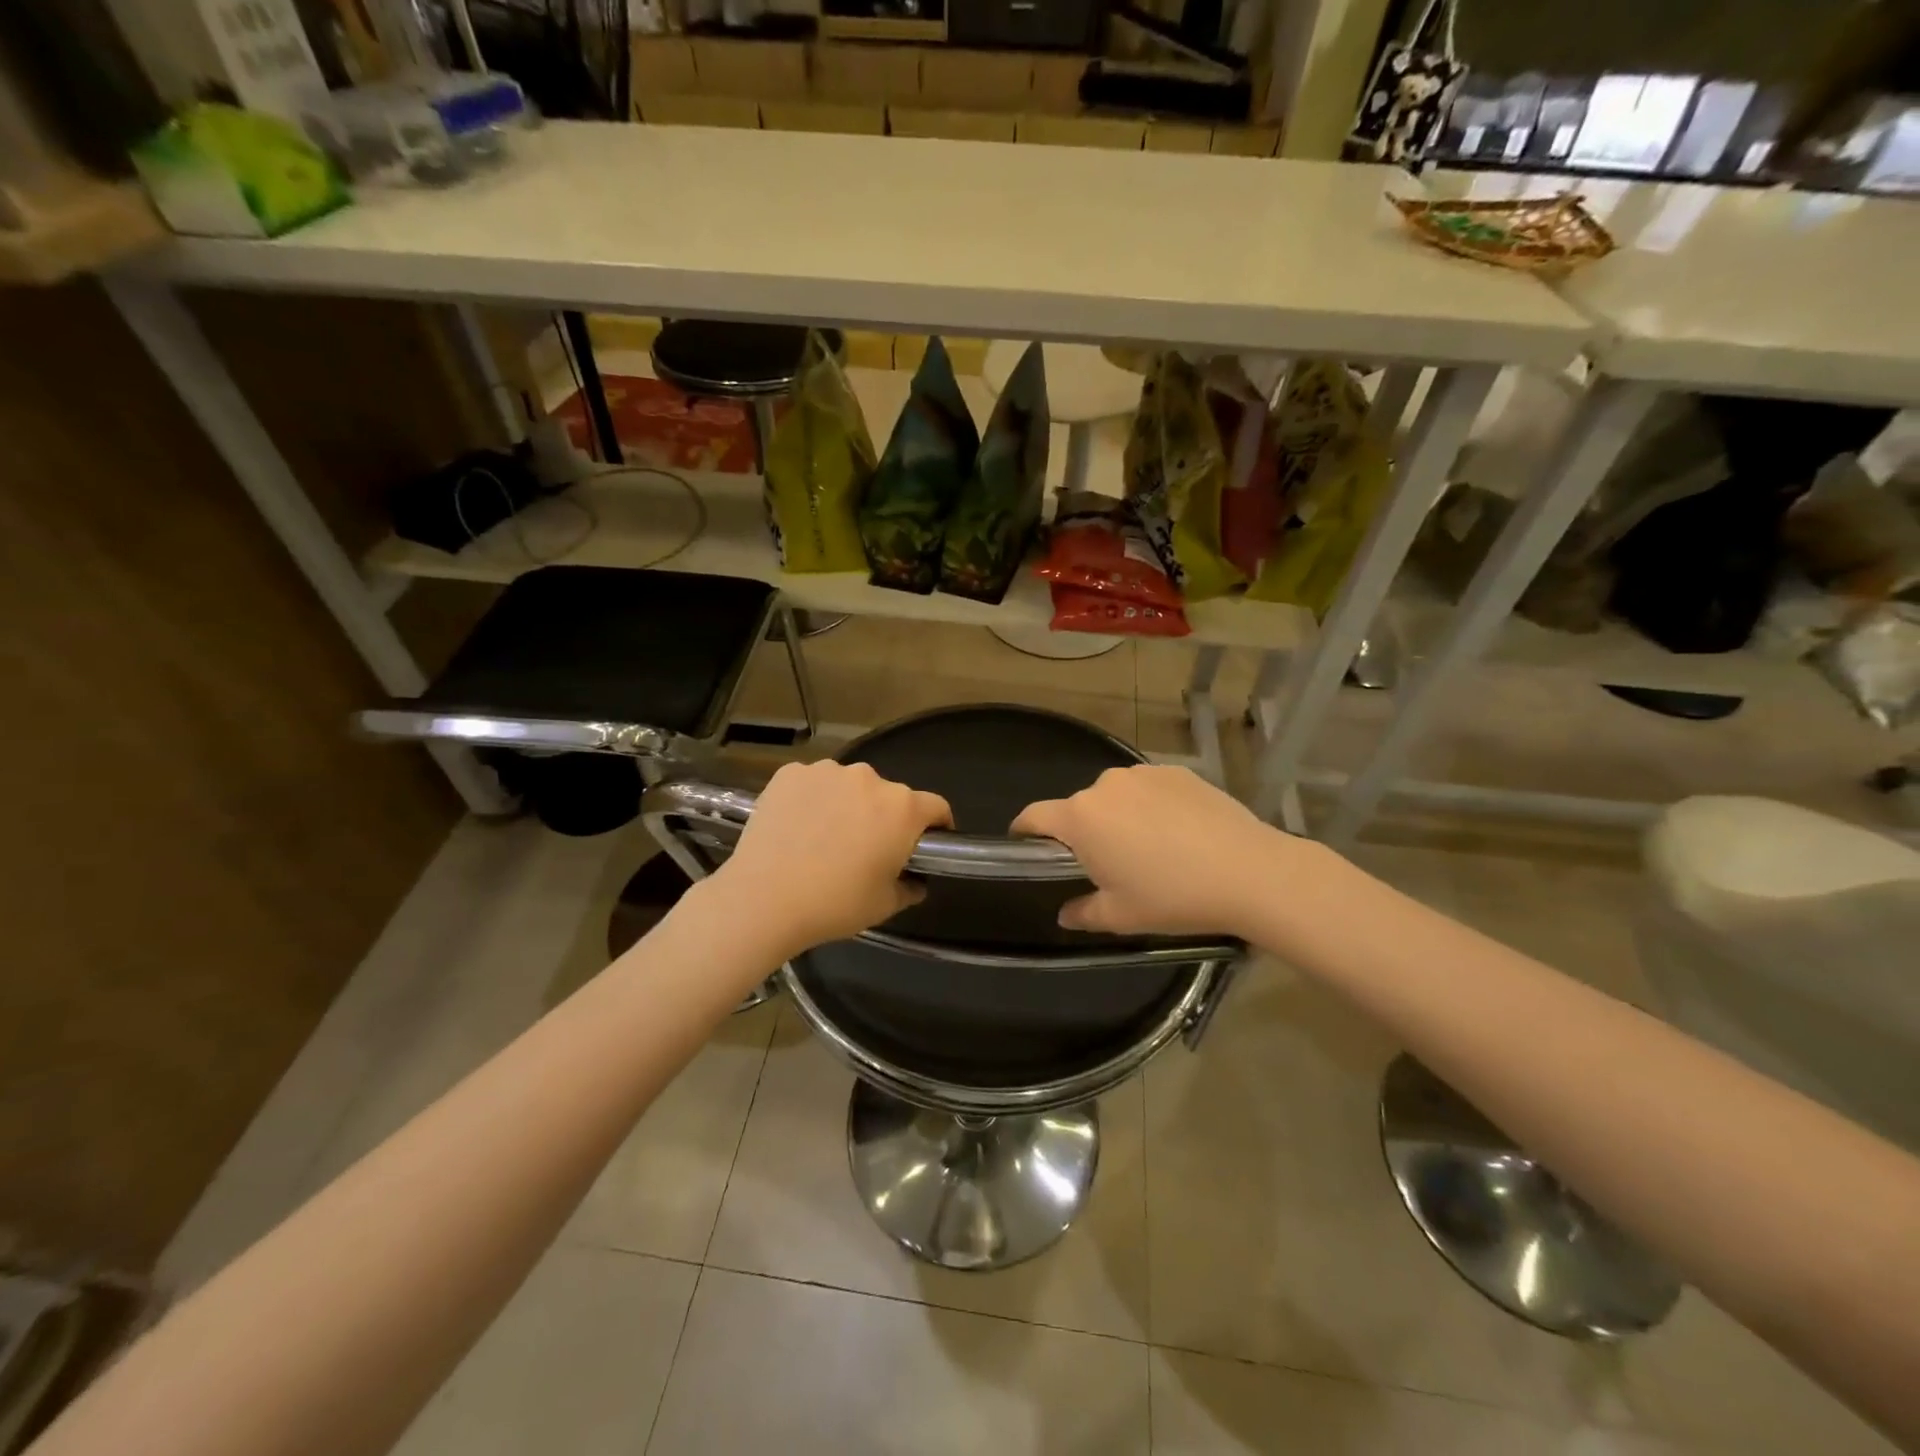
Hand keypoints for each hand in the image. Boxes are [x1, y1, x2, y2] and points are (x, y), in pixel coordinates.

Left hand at [707, 760, 951, 957]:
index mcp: (902, 808)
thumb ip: (910, 887)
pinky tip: (797, 827)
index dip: (937, 826)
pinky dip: (811, 799)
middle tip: (866, 849)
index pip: (936, 807)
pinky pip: (812, 783)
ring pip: (848, 786)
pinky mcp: (789, 773)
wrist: (763, 899)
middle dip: (885, 817)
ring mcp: (826, 771)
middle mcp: (869, 778)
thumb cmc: (834, 904)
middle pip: (889, 795)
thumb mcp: (885, 905)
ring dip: (847, 804)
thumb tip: (914, 880)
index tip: (926, 843)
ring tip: (825, 837)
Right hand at [1012, 765, 1298, 936]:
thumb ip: (1083, 913)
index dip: (1023, 830)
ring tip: (1149, 848)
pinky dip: (1151, 806)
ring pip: (1115, 796)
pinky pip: (1148, 789)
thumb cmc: (1172, 897)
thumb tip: (1065, 914)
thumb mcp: (1121, 916)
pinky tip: (1178, 833)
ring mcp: (1143, 774)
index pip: (1034, 815)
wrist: (1249, 872)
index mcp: (1081, 818)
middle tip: (1106, 864)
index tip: (1025, 845)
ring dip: (1118, 816)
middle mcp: (1105, 785)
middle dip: (1083, 832)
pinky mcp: (1177, 771)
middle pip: (1079, 807)